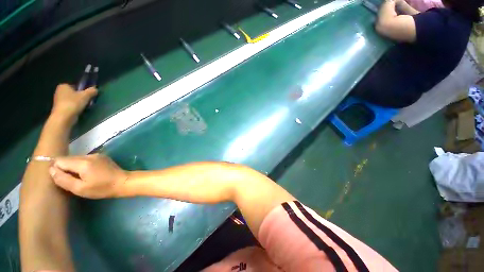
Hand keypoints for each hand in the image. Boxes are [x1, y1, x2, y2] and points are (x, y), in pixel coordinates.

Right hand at [49, 154, 127, 198]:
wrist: (123, 182)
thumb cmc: (102, 188)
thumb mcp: (80, 189)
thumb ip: (63, 179)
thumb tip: (51, 170)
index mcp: (83, 162)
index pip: (60, 160)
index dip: (57, 170)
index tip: (63, 179)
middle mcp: (89, 155)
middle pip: (68, 159)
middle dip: (65, 169)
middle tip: (72, 180)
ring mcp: (96, 155)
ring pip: (76, 159)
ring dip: (74, 167)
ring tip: (80, 178)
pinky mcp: (101, 156)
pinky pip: (85, 159)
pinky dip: (82, 166)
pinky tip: (88, 174)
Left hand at [50, 84, 97, 125]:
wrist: (63, 117)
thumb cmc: (73, 103)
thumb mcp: (85, 95)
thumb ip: (91, 91)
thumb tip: (95, 89)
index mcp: (64, 85)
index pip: (75, 86)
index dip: (82, 90)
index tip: (87, 96)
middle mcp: (59, 91)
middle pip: (73, 93)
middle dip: (80, 97)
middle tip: (87, 102)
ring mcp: (58, 100)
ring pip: (71, 100)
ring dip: (77, 103)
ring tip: (83, 107)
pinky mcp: (59, 109)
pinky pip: (69, 106)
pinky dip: (74, 108)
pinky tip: (78, 111)